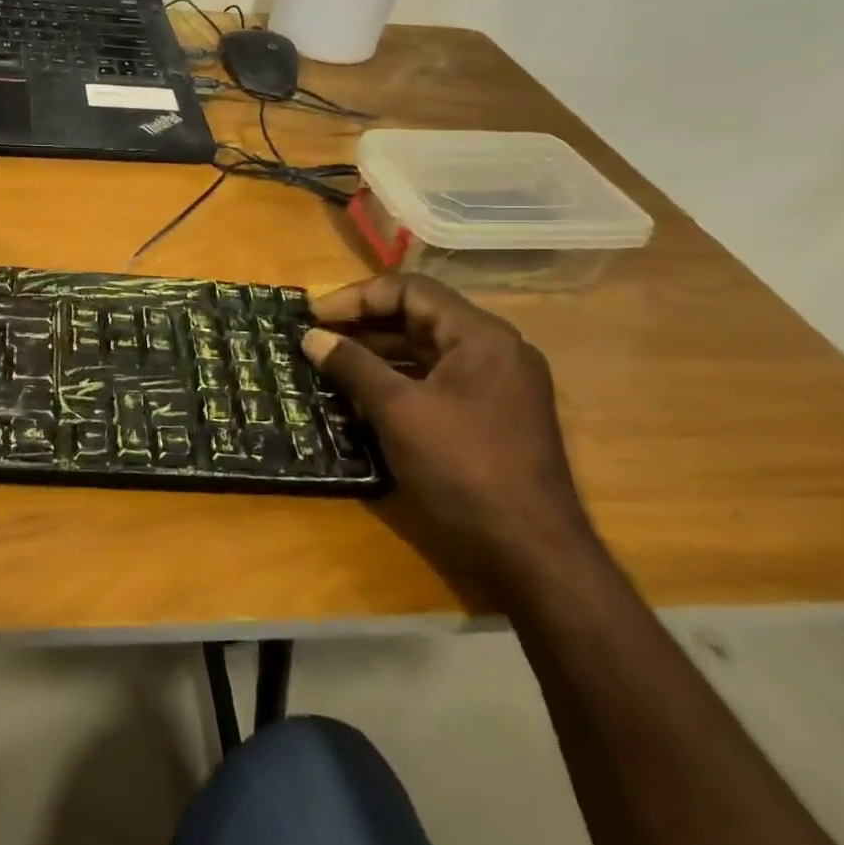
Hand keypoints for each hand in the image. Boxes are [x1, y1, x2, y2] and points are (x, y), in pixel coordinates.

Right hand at [301, 274, 599, 589]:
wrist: (532, 554)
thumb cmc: (463, 469)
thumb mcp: (398, 412)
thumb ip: (353, 366)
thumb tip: (311, 337)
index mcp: (481, 337)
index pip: (411, 290)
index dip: (357, 297)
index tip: (314, 315)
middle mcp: (495, 351)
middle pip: (420, 316)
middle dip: (364, 323)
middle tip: (317, 335)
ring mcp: (497, 385)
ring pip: (427, 350)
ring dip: (378, 352)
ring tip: (330, 362)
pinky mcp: (492, 416)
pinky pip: (437, 380)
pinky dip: (399, 380)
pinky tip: (364, 396)